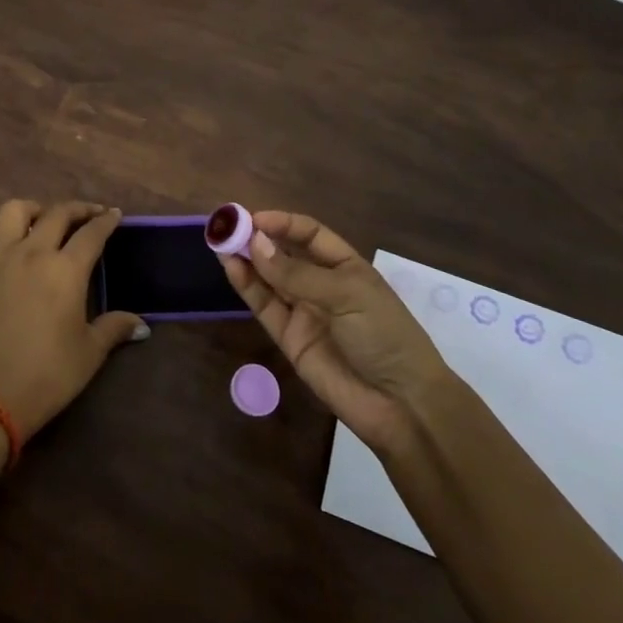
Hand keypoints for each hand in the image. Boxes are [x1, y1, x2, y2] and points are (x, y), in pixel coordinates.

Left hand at [0, 199, 147, 437]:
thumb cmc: (50, 373)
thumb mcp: (90, 351)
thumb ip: (115, 328)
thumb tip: (141, 325)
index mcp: (65, 270)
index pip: (91, 233)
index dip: (106, 221)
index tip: (114, 215)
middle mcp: (33, 253)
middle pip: (57, 213)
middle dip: (78, 209)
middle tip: (90, 216)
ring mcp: (1, 259)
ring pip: (15, 211)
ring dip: (35, 210)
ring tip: (46, 222)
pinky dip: (2, 232)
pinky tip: (13, 246)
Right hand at [218, 210, 451, 450]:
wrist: (401, 404)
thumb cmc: (385, 335)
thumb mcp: (347, 295)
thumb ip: (297, 273)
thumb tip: (255, 244)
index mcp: (346, 267)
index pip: (310, 234)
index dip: (282, 223)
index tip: (253, 218)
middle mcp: (322, 285)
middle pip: (284, 254)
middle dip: (258, 239)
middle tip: (227, 227)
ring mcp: (304, 312)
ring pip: (269, 279)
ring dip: (246, 260)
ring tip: (220, 243)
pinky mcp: (289, 338)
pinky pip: (264, 306)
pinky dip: (247, 286)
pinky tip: (231, 268)